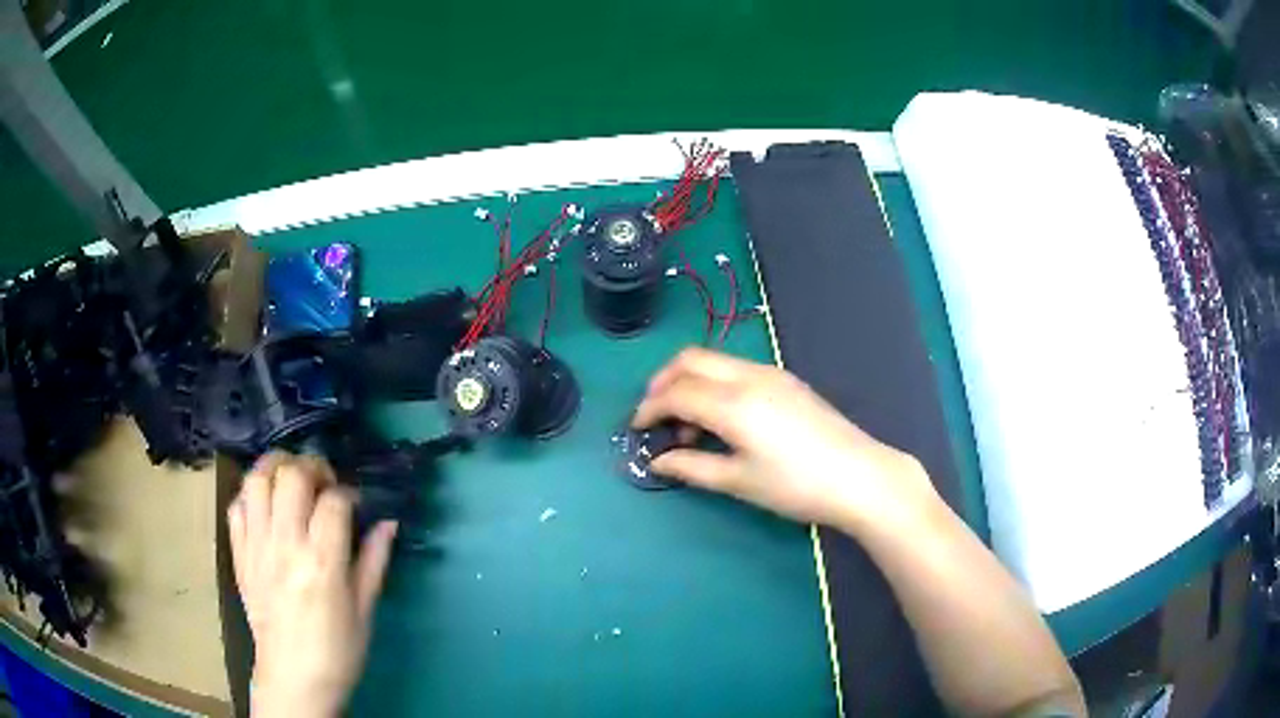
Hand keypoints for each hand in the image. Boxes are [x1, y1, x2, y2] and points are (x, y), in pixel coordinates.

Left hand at [227, 453, 397, 717]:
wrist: (294, 677)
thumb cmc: (338, 649)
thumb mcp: (365, 609)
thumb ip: (374, 560)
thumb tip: (389, 522)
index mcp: (323, 562)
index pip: (334, 500)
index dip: (348, 492)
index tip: (355, 503)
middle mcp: (285, 545)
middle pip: (291, 476)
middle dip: (311, 467)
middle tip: (323, 482)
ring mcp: (256, 546)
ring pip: (256, 480)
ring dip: (276, 468)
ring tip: (291, 479)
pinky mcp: (238, 554)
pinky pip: (236, 506)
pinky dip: (250, 495)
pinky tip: (266, 506)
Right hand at [633, 348, 936, 529]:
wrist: (859, 476)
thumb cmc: (796, 485)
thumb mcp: (739, 481)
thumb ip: (693, 467)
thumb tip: (659, 461)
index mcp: (732, 403)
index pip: (675, 392)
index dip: (648, 408)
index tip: (636, 429)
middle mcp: (748, 376)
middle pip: (690, 359)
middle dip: (663, 381)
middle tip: (653, 415)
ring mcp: (771, 373)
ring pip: (715, 360)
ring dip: (690, 381)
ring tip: (688, 425)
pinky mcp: (786, 381)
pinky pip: (736, 369)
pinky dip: (715, 383)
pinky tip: (722, 418)